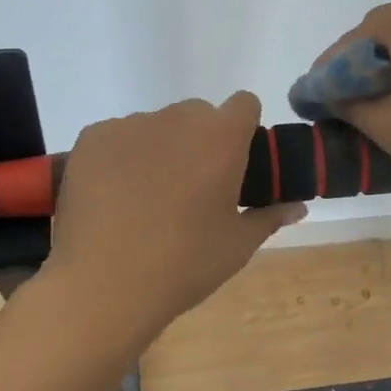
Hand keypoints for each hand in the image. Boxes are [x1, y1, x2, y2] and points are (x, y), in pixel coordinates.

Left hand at [45, 93, 305, 345]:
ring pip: (155, 125)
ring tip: (145, 197)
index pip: (244, 105)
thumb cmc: (184, 265)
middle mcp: (178, 118)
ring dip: (159, 148)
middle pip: (198, 114)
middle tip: (190, 187)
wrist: (103, 285)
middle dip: (200, 140)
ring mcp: (130, 124)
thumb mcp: (237, 245)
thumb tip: (297, 207)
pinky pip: (117, 136)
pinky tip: (113, 196)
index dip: (242, 129)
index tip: (234, 162)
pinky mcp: (93, 137)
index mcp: (222, 137)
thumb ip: (270, 215)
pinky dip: (120, 157)